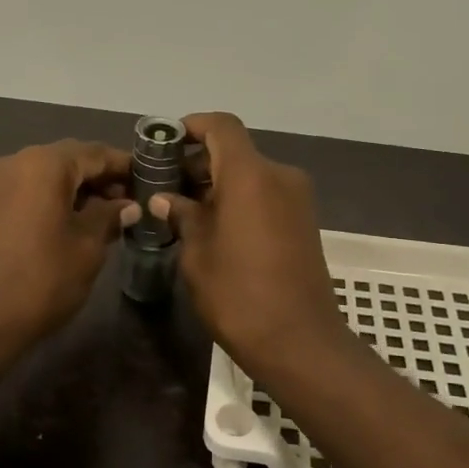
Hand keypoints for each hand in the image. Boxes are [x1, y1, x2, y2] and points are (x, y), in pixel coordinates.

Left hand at [0, 140, 138, 346]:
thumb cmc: (43, 279)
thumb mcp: (88, 246)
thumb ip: (110, 216)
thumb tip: (128, 206)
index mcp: (45, 164)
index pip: (95, 153)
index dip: (125, 165)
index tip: (151, 179)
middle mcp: (18, 161)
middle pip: (71, 159)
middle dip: (102, 176)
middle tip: (133, 200)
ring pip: (51, 174)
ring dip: (80, 188)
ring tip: (111, 214)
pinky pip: (33, 189)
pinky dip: (58, 197)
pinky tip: (79, 220)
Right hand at [147, 113, 360, 385]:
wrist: (299, 341)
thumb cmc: (238, 295)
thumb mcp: (197, 254)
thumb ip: (181, 216)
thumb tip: (165, 199)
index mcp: (250, 175)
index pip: (221, 127)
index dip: (192, 126)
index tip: (165, 142)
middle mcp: (279, 176)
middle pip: (235, 151)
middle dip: (198, 162)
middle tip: (164, 186)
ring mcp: (297, 199)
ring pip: (250, 174)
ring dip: (217, 183)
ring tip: (183, 211)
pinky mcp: (304, 221)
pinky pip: (265, 194)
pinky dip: (239, 199)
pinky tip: (213, 227)